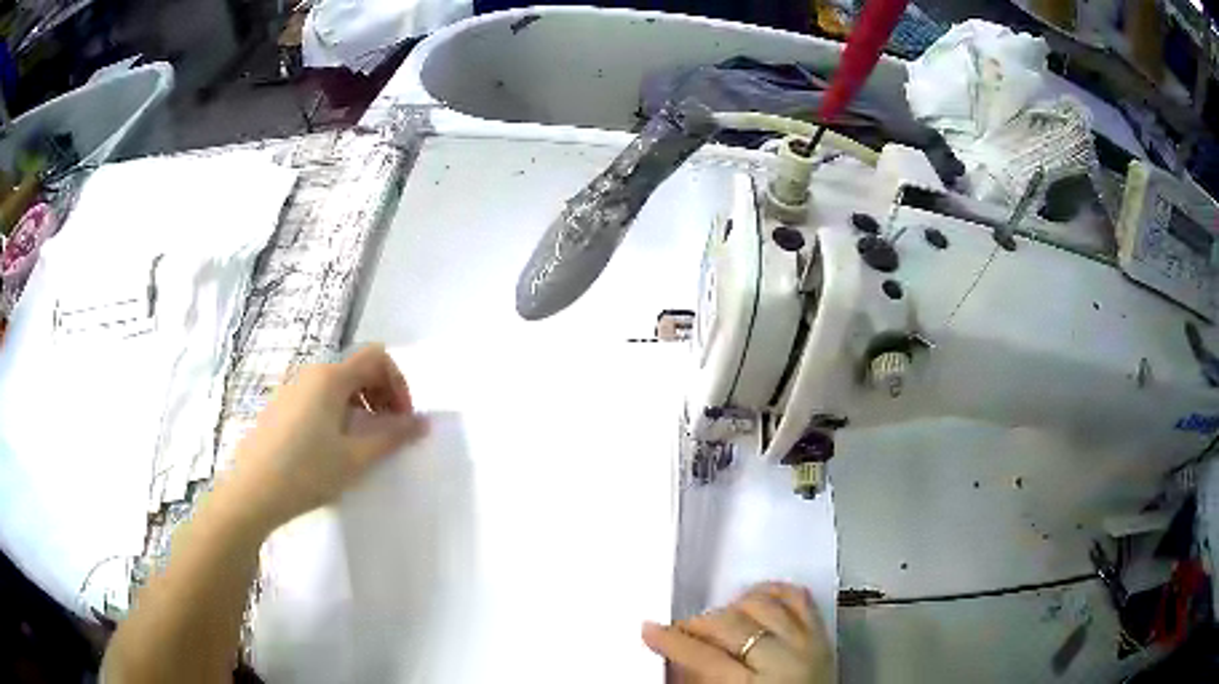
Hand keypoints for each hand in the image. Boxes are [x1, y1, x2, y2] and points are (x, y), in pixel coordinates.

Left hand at [226, 344, 427, 531]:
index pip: (377, 357)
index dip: (398, 383)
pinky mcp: (279, 407)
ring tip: (362, 444)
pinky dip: (337, 413)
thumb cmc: (307, 472)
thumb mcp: (355, 459)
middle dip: (381, 395)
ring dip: (360, 406)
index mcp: (330, 378)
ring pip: (337, 385)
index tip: (402, 419)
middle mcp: (310, 374)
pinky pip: (317, 398)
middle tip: (388, 433)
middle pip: (357, 369)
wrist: (253, 492)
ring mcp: (291, 389)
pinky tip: (331, 448)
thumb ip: (392, 437)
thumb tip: (423, 423)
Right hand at [642, 582, 832, 683]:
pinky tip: (755, 598)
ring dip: (734, 606)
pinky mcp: (823, 635)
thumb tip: (676, 659)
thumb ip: (700, 682)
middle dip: (698, 622)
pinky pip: (799, 598)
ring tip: (718, 618)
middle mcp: (784, 660)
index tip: (650, 630)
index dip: (672, 641)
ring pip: (764, 604)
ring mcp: (807, 643)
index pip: (703, 655)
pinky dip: (774, 592)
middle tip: (681, 628)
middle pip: (731, 624)